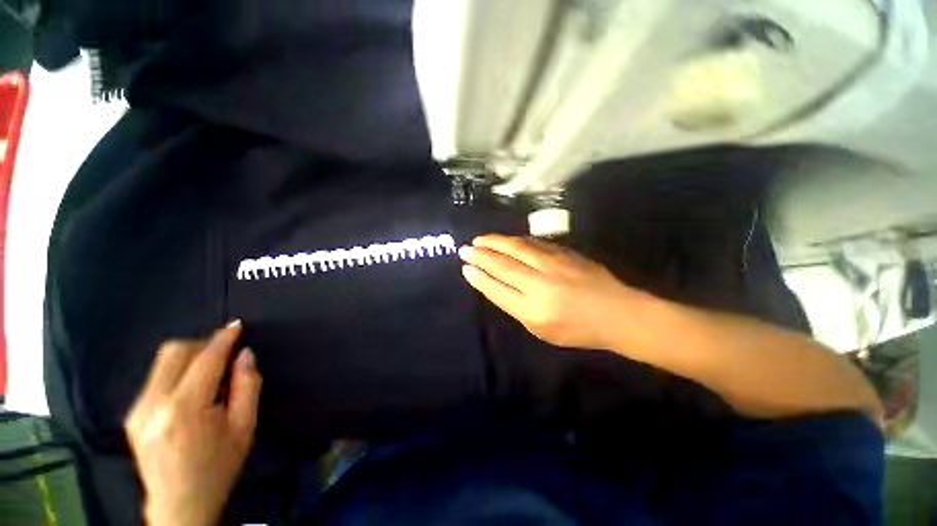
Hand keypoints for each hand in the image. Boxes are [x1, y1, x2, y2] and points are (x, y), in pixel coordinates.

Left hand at [124, 321, 261, 525]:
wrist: (178, 506)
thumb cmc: (218, 467)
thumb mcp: (244, 427)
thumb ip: (248, 386)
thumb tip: (245, 355)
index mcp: (185, 409)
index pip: (204, 360)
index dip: (222, 339)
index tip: (236, 326)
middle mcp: (153, 404)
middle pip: (173, 352)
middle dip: (201, 344)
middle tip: (224, 355)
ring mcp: (137, 410)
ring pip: (161, 362)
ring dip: (189, 358)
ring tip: (210, 375)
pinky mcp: (132, 415)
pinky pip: (155, 379)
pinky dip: (177, 373)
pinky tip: (191, 392)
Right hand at [459, 234, 638, 349]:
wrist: (618, 313)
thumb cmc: (579, 330)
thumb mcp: (542, 330)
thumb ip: (518, 307)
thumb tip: (497, 285)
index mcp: (534, 310)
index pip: (497, 289)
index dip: (479, 277)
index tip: (465, 267)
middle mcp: (541, 284)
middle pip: (503, 264)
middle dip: (481, 255)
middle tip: (465, 248)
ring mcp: (554, 264)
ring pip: (517, 247)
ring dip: (495, 242)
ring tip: (480, 240)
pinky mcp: (565, 252)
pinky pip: (533, 242)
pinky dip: (515, 240)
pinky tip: (506, 240)